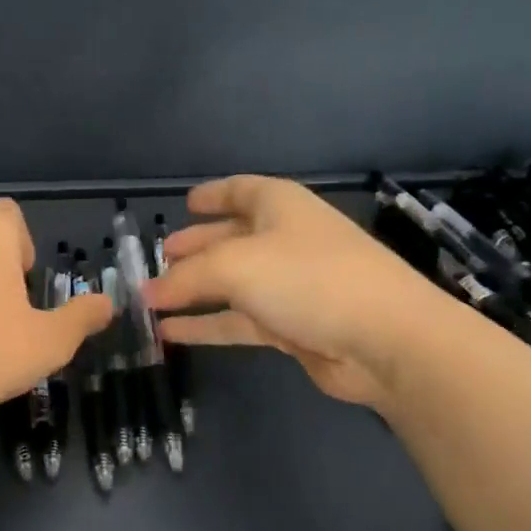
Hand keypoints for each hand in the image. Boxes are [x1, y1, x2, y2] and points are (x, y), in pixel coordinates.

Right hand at [141, 176, 450, 408]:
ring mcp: (290, 285)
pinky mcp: (291, 326)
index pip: (240, 190)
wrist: (384, 339)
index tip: (185, 203)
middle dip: (195, 247)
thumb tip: (145, 293)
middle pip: (231, 238)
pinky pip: (238, 320)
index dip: (213, 195)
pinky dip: (206, 324)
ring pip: (231, 283)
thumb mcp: (235, 266)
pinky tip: (171, 332)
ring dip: (194, 290)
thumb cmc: (308, 279)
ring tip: (152, 299)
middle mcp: (285, 240)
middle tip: (159, 258)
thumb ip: (185, 277)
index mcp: (280, 206)